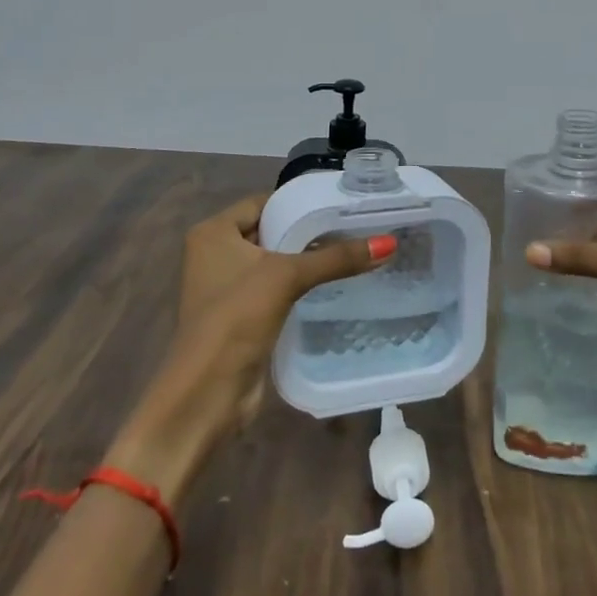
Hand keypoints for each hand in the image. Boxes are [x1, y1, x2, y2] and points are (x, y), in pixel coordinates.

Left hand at [164, 192, 392, 430]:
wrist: (207, 392)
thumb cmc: (236, 318)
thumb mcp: (287, 277)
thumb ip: (336, 258)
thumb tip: (389, 243)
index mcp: (213, 232)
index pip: (263, 203)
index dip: (299, 203)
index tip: (341, 203)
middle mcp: (215, 253)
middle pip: (271, 231)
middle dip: (308, 233)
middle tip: (355, 227)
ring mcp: (227, 287)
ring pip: (275, 262)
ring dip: (306, 261)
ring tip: (353, 252)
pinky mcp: (241, 316)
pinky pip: (276, 289)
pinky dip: (300, 287)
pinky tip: (335, 286)